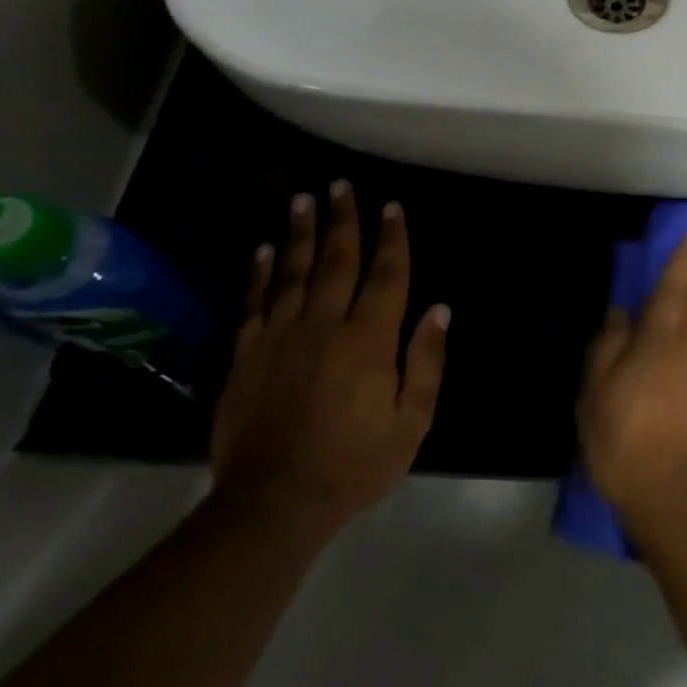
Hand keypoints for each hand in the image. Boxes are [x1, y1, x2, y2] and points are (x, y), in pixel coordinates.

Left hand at [210, 182, 448, 540]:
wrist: (275, 501)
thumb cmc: (355, 463)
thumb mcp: (412, 421)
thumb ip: (426, 361)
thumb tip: (439, 309)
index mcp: (369, 340)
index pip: (386, 276)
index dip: (392, 239)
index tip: (392, 207)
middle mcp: (325, 325)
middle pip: (337, 261)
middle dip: (343, 221)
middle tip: (342, 185)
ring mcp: (280, 337)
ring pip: (293, 272)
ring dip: (301, 233)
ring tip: (303, 198)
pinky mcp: (247, 354)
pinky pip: (255, 303)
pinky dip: (262, 273)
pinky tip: (265, 249)